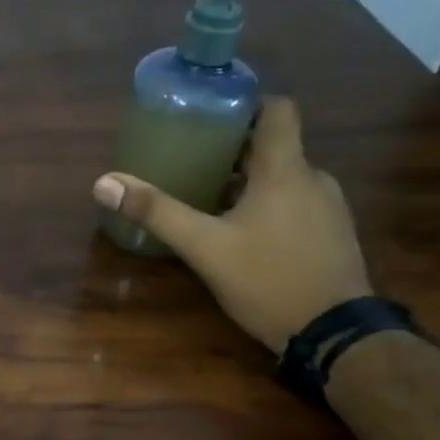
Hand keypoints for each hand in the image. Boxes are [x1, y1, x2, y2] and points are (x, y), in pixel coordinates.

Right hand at [91, 98, 370, 353]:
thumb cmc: (268, 279)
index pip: (278, 109)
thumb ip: (157, 212)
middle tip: (193, 160)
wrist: (335, 335)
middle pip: (274, 146)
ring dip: (250, 181)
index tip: (210, 116)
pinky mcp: (333, 236)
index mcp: (285, 170)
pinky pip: (297, 205)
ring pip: (285, 178)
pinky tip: (243, 234)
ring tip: (210, 197)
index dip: (246, 105)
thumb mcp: (204, 247)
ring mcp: (329, 209)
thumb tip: (104, 184)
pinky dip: (269, 206)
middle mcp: (314, 179)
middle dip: (234, 149)